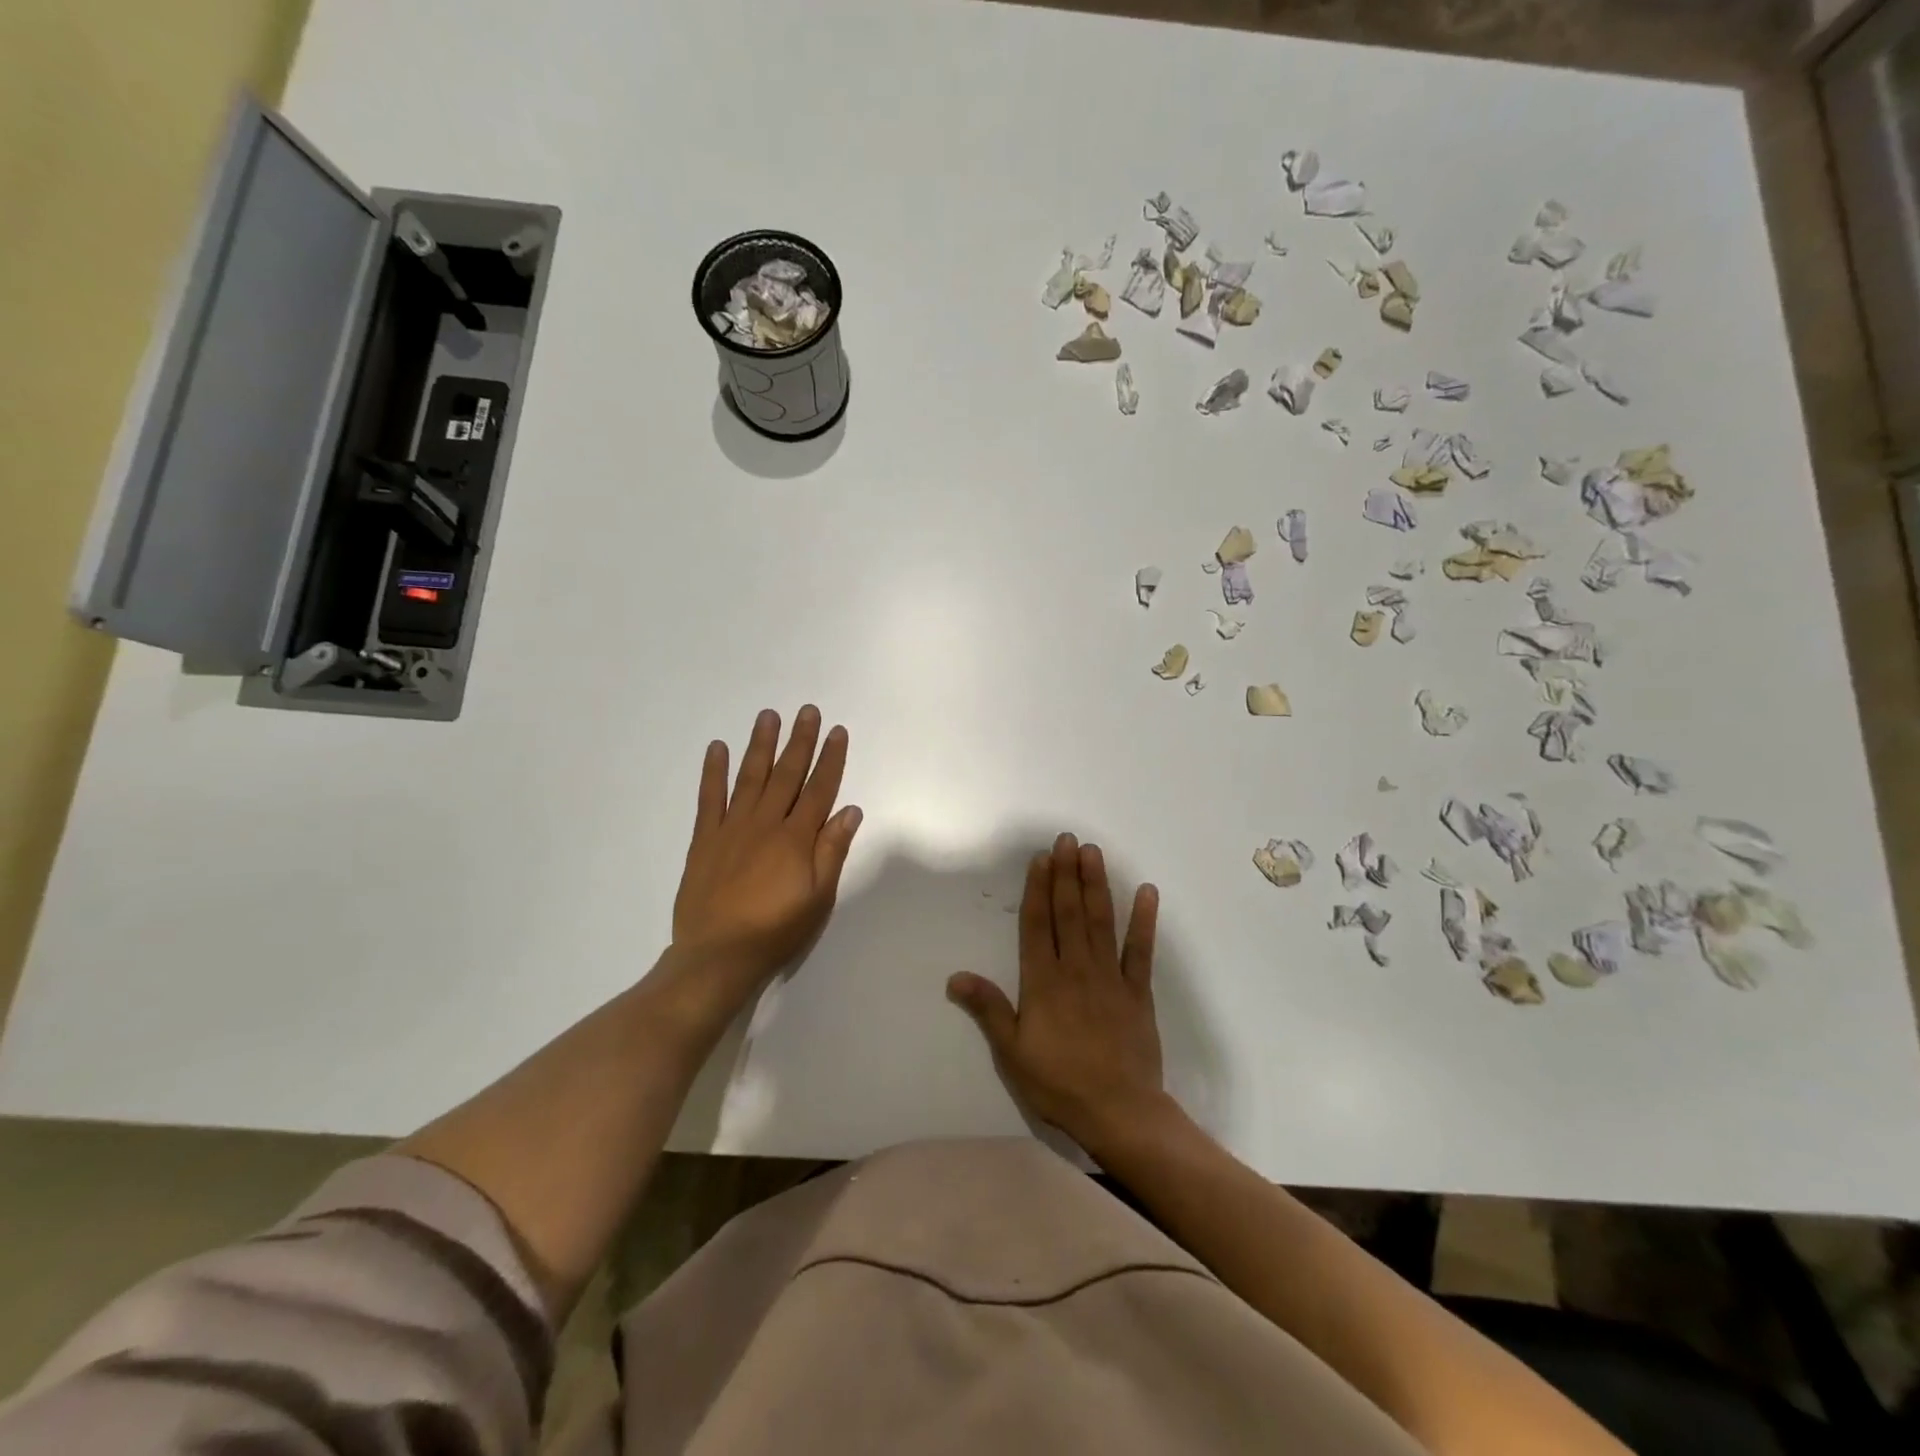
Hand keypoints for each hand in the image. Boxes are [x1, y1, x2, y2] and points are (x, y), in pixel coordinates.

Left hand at [666, 706, 861, 1023]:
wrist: (718, 955)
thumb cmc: (777, 930)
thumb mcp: (818, 897)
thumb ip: (832, 851)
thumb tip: (850, 810)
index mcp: (796, 838)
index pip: (819, 789)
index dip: (830, 759)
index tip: (836, 731)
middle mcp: (766, 823)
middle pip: (787, 775)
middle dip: (800, 741)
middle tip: (807, 711)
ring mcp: (732, 828)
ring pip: (750, 777)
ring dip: (761, 745)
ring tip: (768, 716)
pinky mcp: (705, 839)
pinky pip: (710, 798)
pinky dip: (713, 772)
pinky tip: (717, 748)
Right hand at [947, 833, 1164, 1154]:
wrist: (1118, 1112)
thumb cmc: (1058, 1083)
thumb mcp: (1012, 1051)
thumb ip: (988, 1008)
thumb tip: (956, 976)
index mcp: (1043, 982)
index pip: (1038, 925)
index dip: (1038, 889)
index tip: (1041, 858)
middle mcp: (1076, 969)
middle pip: (1069, 913)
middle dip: (1066, 874)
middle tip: (1067, 840)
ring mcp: (1110, 977)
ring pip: (1100, 921)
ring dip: (1096, 885)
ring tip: (1093, 852)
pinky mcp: (1138, 992)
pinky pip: (1141, 950)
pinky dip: (1144, 920)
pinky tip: (1147, 892)